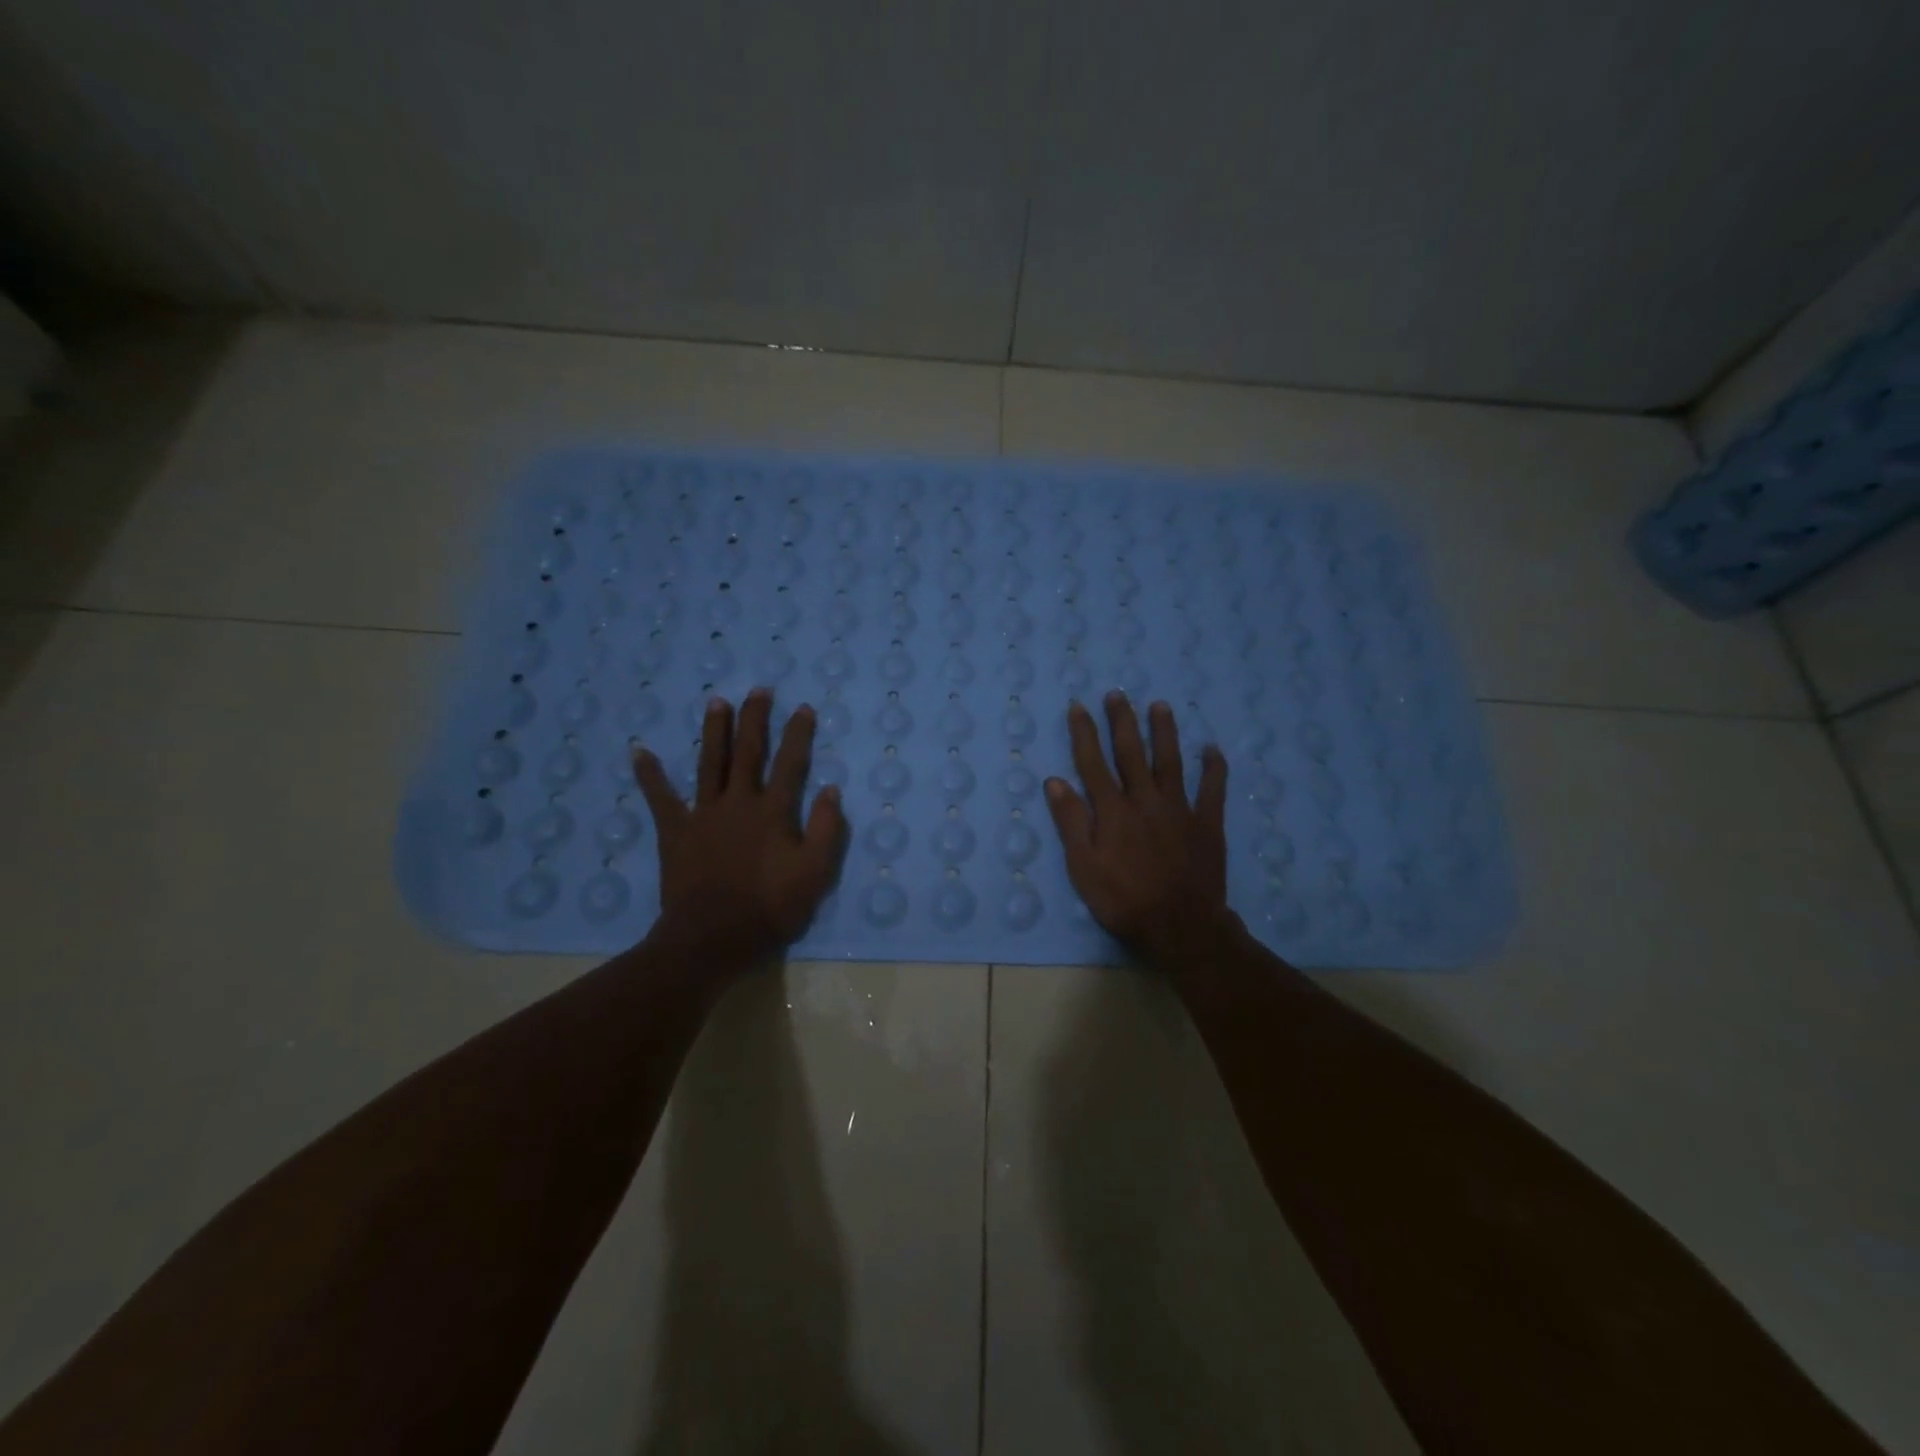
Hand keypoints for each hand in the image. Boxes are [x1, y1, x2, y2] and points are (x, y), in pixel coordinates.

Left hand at [632, 689, 847, 962]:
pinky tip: (640, 751)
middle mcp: (738, 802)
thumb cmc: (770, 908)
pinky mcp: (675, 831)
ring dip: (714, 732)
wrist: (712, 938)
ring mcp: (703, 814)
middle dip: (755, 719)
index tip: (803, 708)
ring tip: (716, 702)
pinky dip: (650, 775)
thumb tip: (830, 789)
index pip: (790, 764)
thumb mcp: (815, 874)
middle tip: (758, 690)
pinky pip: (660, 798)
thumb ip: (825, 829)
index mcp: (773, 812)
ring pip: (710, 763)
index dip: (798, 735)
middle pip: (748, 752)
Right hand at [1044, 693, 1234, 963]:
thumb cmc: (1124, 901)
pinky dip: (1214, 768)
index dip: (1084, 733)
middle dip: (1122, 721)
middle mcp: (1145, 800)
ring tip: (1160, 705)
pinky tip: (1212, 749)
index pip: (1093, 763)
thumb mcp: (1084, 868)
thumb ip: (1071, 823)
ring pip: (1170, 761)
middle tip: (1117, 694)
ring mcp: (1180, 810)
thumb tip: (1055, 781)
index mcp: (1113, 811)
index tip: (1079, 706)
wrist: (1180, 927)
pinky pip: (1213, 790)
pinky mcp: (1207, 824)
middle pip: (1131, 753)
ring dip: (1164, 732)